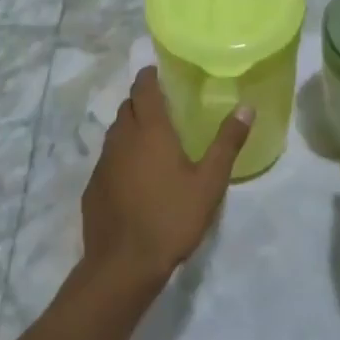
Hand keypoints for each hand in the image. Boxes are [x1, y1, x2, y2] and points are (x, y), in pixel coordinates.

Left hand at [80, 67, 253, 290]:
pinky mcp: (93, 187)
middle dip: (142, 100)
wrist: (123, 265)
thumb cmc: (171, 218)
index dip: (150, 76)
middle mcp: (121, 139)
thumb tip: (246, 107)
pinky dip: (122, 155)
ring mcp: (103, 163)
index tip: (162, 73)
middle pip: (127, 107)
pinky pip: (108, 158)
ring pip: (116, 132)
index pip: (143, 87)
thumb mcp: (209, 182)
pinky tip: (136, 175)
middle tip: (166, 106)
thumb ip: (227, 142)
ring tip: (154, 139)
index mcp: (149, 130)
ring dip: (131, 127)